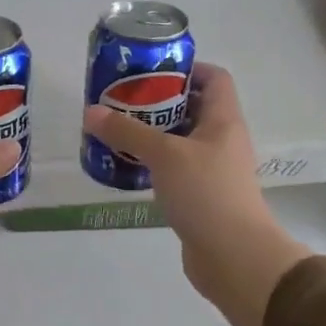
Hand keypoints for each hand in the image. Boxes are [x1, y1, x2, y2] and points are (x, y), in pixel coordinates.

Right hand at [82, 64, 310, 325]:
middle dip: (159, 101)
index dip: (187, 68)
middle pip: (194, 108)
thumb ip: (128, 132)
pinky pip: (177, 169)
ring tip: (118, 130)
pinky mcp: (203, 196)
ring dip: (154, 134)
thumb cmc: (206, 193)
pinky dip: (155, 164)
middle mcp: (223, 140)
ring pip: (182, 141)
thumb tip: (91, 112)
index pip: (214, 78)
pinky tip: (129, 166)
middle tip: (123, 100)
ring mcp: (214, 170)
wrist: (235, 256)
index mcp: (224, 120)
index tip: (151, 70)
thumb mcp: (164, 155)